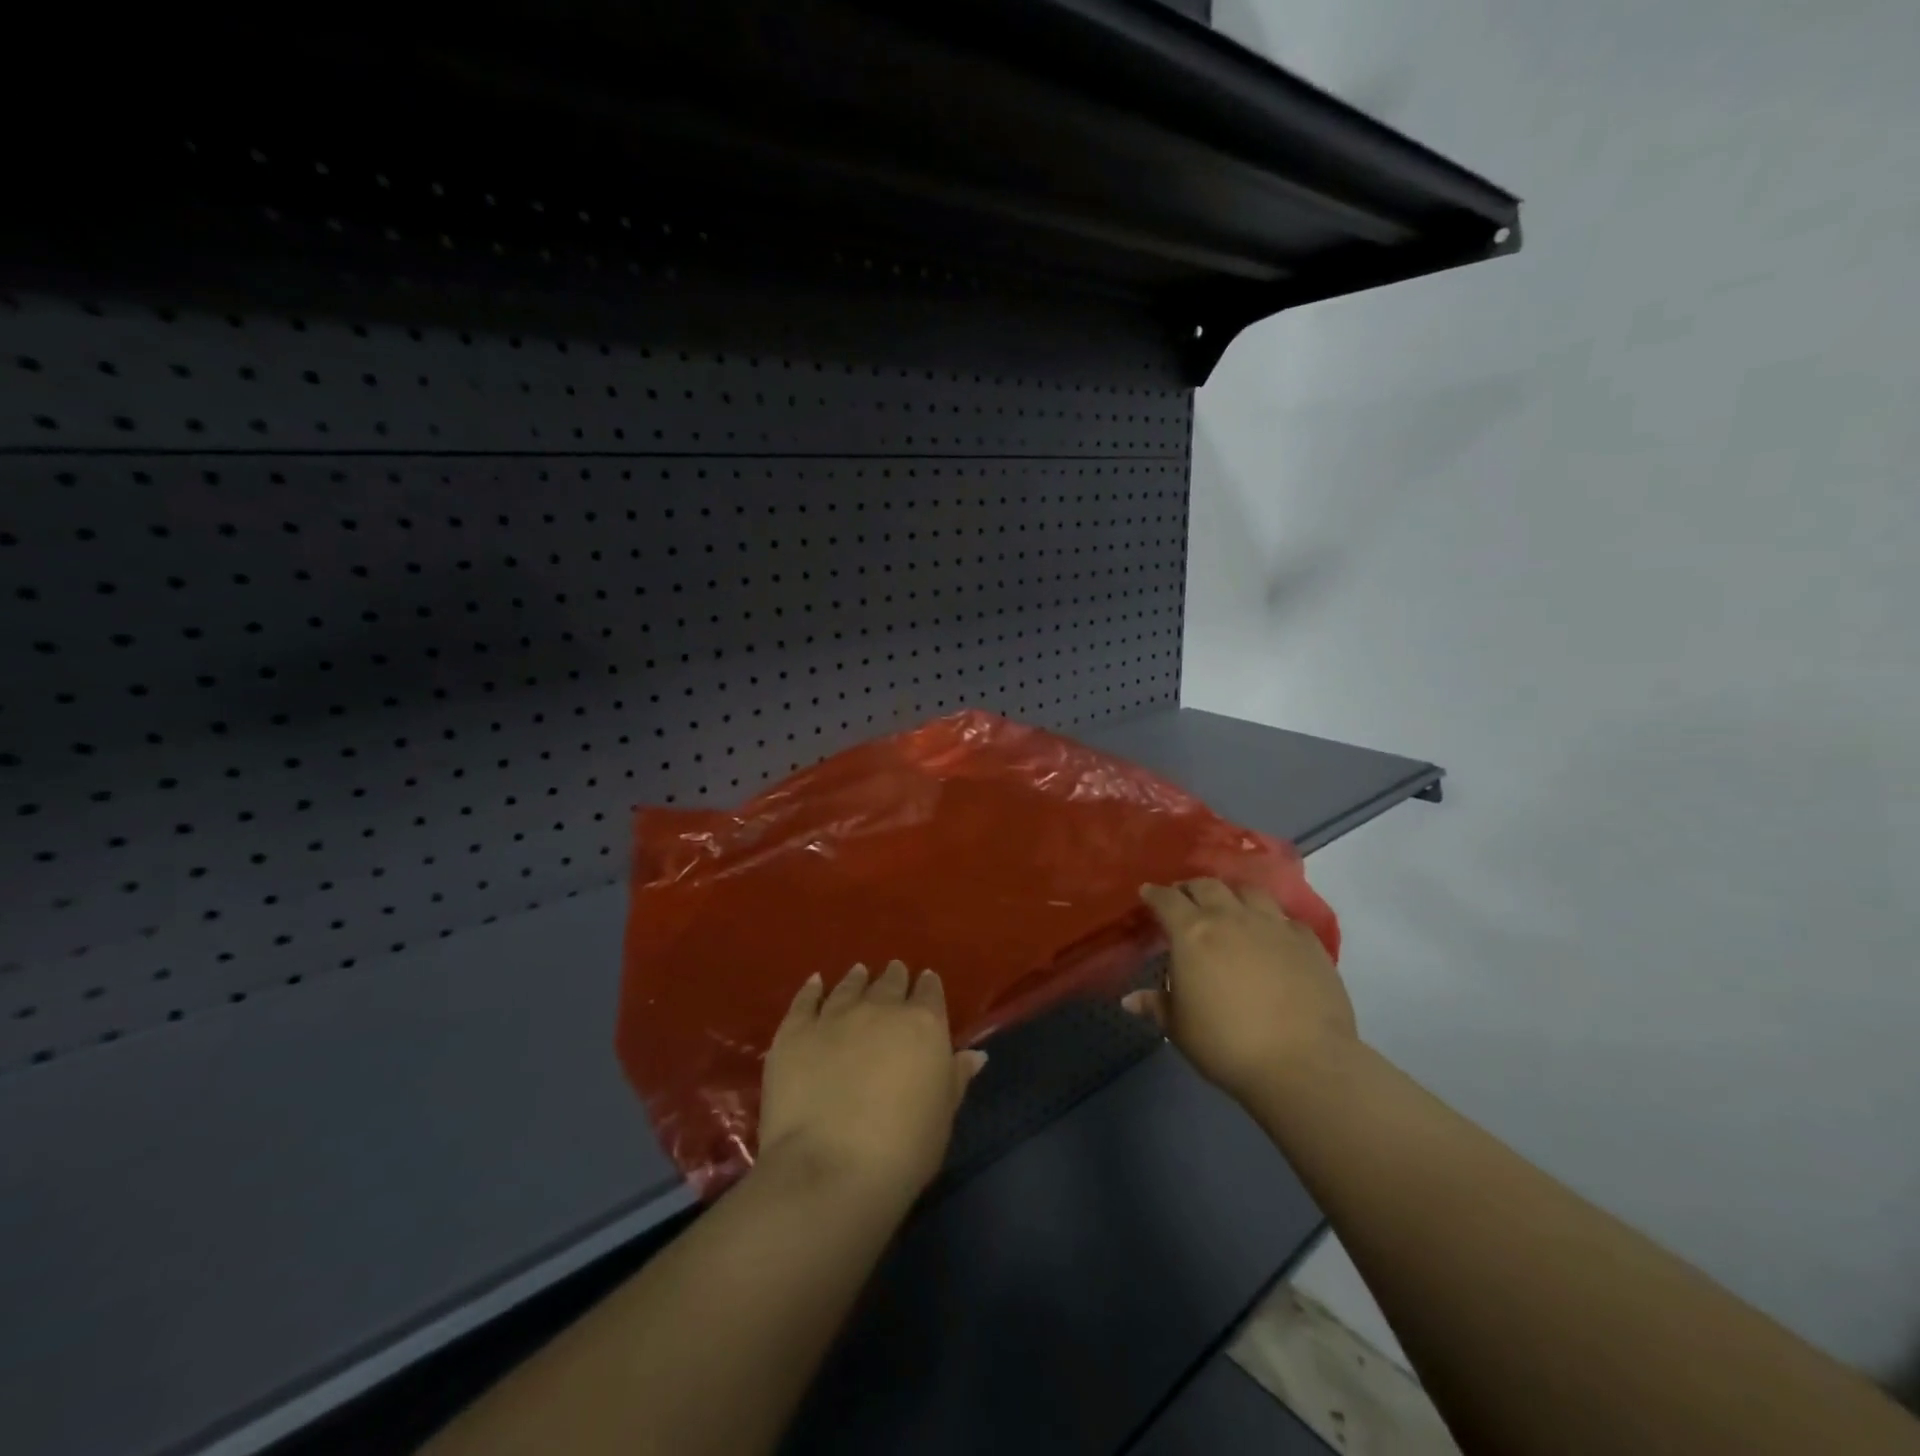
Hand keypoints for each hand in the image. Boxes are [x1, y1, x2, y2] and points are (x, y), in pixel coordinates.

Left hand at [757, 961, 987, 1204]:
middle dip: (894, 977)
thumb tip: (975, 1054)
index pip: (930, 993)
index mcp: (923, 1025)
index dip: (928, 986)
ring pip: (849, 986)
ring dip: (856, 978)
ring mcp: (834, 1016)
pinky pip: (805, 1001)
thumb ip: (956, 1078)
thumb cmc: (904, 1148)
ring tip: (859, 972)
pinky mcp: (795, 1032)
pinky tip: (814, 983)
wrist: (831, 1168)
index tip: (926, 982)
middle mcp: (880, 1009)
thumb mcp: (943, 1115)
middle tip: (894, 972)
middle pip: (889, 983)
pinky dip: (811, 990)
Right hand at [1126, 879, 1357, 1103]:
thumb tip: (1129, 1000)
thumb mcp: (1180, 1029)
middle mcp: (1231, 918)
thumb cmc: (1227, 1045)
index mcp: (1192, 933)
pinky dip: (1272, 921)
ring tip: (1229, 907)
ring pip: (1249, 892)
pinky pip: (1286, 919)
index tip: (1147, 893)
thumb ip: (1156, 1005)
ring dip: (1232, 894)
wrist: (1303, 1063)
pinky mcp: (1308, 942)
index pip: (1166, 900)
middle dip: (1191, 888)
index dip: (1154, 894)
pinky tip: (1273, 936)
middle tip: (1185, 898)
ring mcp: (1273, 925)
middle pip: (1207, 886)